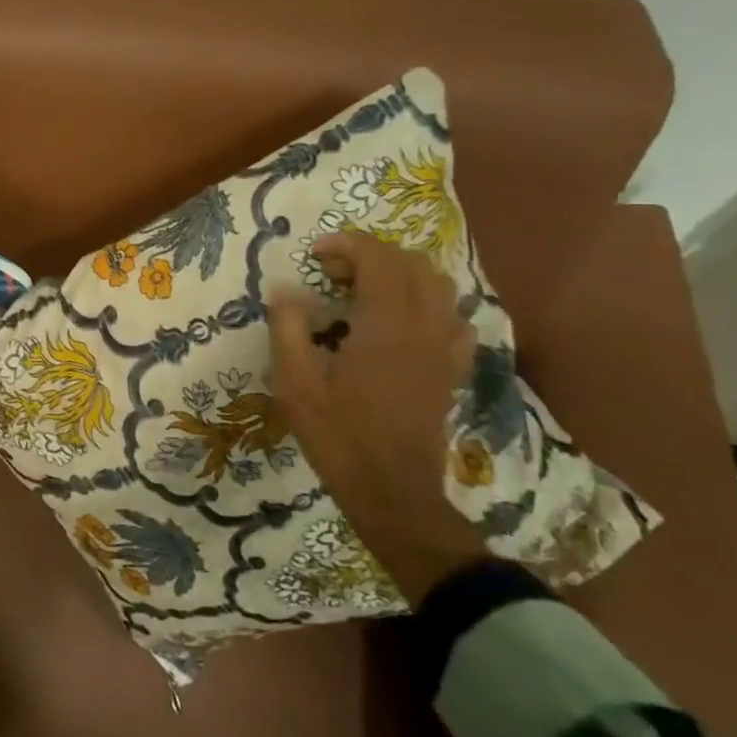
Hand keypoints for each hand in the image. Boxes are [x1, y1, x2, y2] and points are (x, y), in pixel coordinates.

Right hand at [267, 233, 485, 604]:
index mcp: (385, 328)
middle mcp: (424, 329)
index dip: (348, 245)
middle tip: (334, 271)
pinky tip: (401, 321)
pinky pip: (453, 319)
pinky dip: (428, 304)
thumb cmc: (338, 436)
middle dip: (373, 254)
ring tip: (365, 289)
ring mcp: (444, 350)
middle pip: (413, 265)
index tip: (316, 254)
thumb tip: (284, 287)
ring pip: (439, 287)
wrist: (393, 492)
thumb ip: (289, 328)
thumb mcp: (295, 383)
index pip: (379, 261)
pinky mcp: (451, 369)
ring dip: (402, 274)